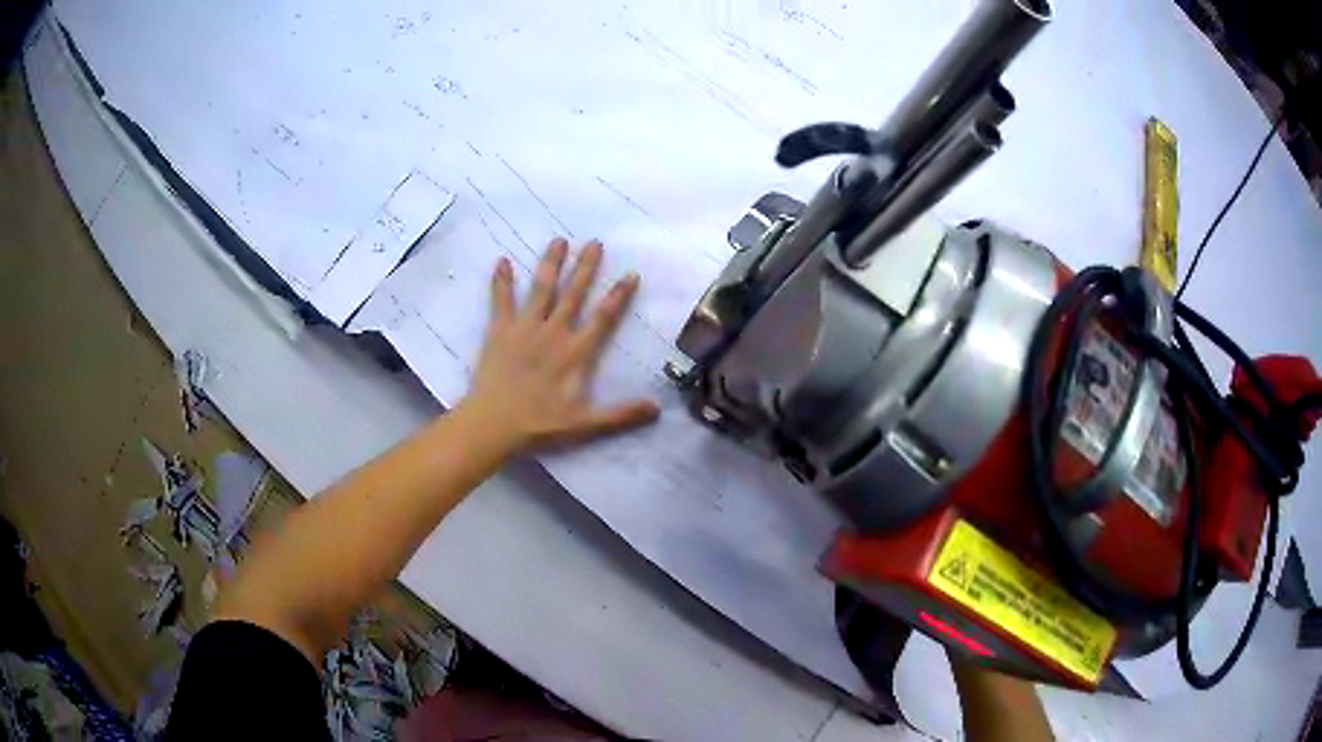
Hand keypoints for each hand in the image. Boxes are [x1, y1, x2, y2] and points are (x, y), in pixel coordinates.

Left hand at [463, 238, 659, 452]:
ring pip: (542, 289)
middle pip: (574, 294)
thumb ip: (621, 415)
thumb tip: (657, 408)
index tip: (631, 273)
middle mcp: (554, 332)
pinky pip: (501, 301)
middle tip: (595, 242)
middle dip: (586, 267)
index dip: (619, 296)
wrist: (493, 424)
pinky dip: (502, 281)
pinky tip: (502, 261)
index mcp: (576, 352)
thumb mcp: (586, 425)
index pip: (603, 318)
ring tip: (558, 241)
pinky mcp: (500, 331)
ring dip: (551, 264)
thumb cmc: (540, 425)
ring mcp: (525, 328)